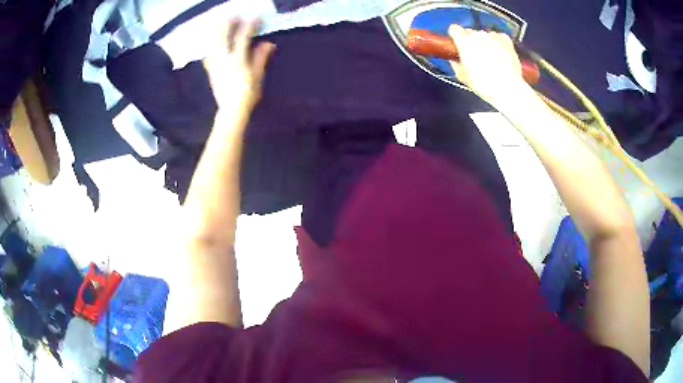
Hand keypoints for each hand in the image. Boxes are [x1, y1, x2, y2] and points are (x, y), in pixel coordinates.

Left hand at [203, 19, 275, 110]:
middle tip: (232, 16)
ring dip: (216, 33)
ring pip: (213, 45)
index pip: (243, 37)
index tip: (255, 17)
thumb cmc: (248, 93)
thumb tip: (268, 43)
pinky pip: (208, 56)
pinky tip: (212, 45)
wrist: (231, 110)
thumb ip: (261, 57)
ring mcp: (215, 65)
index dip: (249, 25)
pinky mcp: (211, 71)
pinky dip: (210, 48)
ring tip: (219, 25)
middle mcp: (224, 59)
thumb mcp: (258, 75)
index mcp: (238, 59)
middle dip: (227, 25)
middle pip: (223, 37)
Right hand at [448, 25, 529, 108]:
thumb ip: (455, 63)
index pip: (454, 29)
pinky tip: (501, 54)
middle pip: (470, 32)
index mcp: (463, 40)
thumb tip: (454, 58)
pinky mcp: (505, 39)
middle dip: (471, 41)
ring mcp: (492, 35)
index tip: (458, 45)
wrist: (507, 88)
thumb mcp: (462, 76)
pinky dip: (498, 43)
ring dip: (485, 43)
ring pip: (485, 35)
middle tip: (476, 56)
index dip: (455, 36)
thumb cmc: (482, 84)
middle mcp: (477, 34)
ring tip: (491, 58)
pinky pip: (498, 37)